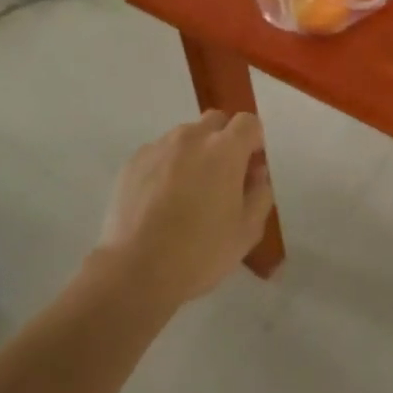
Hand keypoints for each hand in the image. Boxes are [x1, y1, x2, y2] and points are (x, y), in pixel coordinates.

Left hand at [98, 111, 274, 305]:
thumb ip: (260, 194)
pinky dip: (166, 166)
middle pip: (215, 121)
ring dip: (194, 153)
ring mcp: (159, 147)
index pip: (248, 122)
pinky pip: (159, 153)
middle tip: (221, 177)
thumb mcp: (247, 232)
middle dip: (224, 140)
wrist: (135, 272)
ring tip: (187, 192)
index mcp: (225, 150)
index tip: (250, 167)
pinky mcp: (133, 162)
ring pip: (185, 136)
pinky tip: (161, 200)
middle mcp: (192, 138)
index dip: (254, 141)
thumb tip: (255, 173)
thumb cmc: (199, 253)